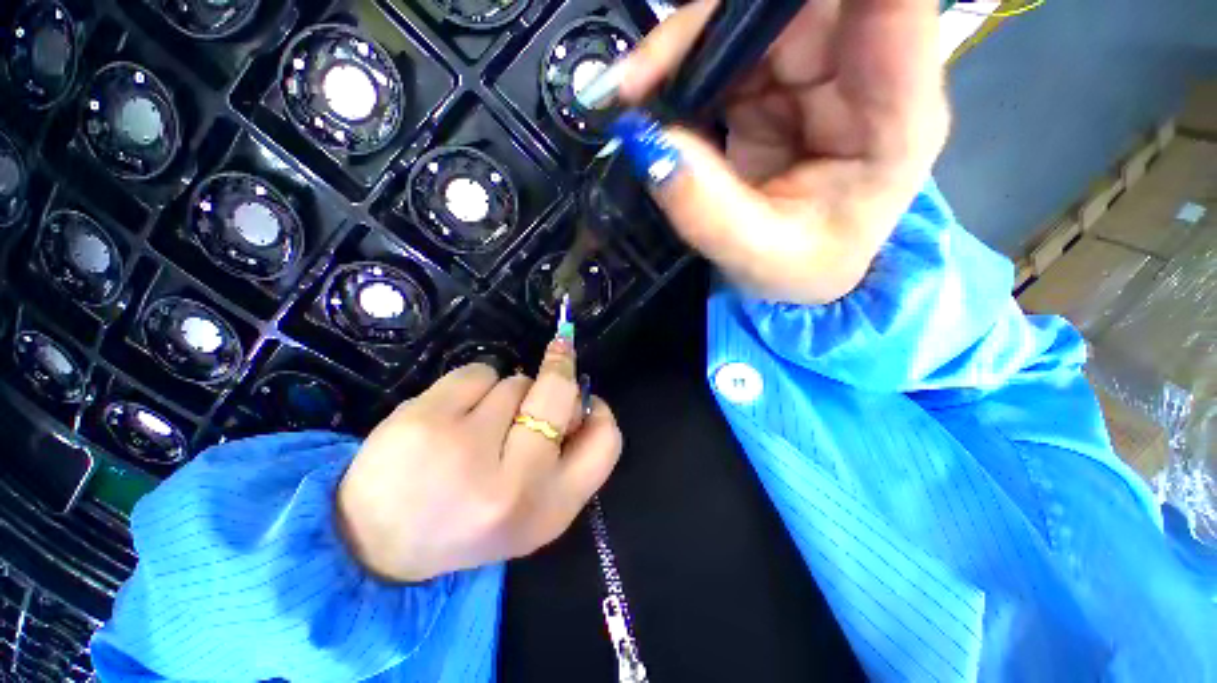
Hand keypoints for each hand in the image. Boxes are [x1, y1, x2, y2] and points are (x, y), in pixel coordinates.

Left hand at [337, 342, 620, 582]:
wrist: (376, 545)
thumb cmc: (469, 520)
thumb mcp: (531, 504)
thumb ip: (564, 457)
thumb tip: (577, 395)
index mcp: (549, 510)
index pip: (606, 441)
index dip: (597, 410)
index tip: (582, 398)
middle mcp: (516, 483)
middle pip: (560, 393)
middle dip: (554, 378)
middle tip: (538, 384)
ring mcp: (468, 451)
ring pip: (516, 381)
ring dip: (505, 393)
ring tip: (478, 426)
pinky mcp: (427, 421)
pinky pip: (478, 371)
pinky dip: (473, 383)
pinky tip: (451, 415)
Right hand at [599, 0, 948, 304]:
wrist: (799, 272)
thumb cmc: (803, 270)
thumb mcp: (757, 257)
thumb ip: (707, 209)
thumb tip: (646, 142)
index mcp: (895, 117)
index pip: (894, 8)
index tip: (747, 7)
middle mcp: (864, 73)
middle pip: (798, 3)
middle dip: (712, 26)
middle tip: (637, 78)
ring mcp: (817, 71)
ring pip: (751, 15)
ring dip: (684, 48)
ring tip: (631, 94)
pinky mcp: (776, 81)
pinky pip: (725, 47)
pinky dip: (680, 67)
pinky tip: (649, 99)